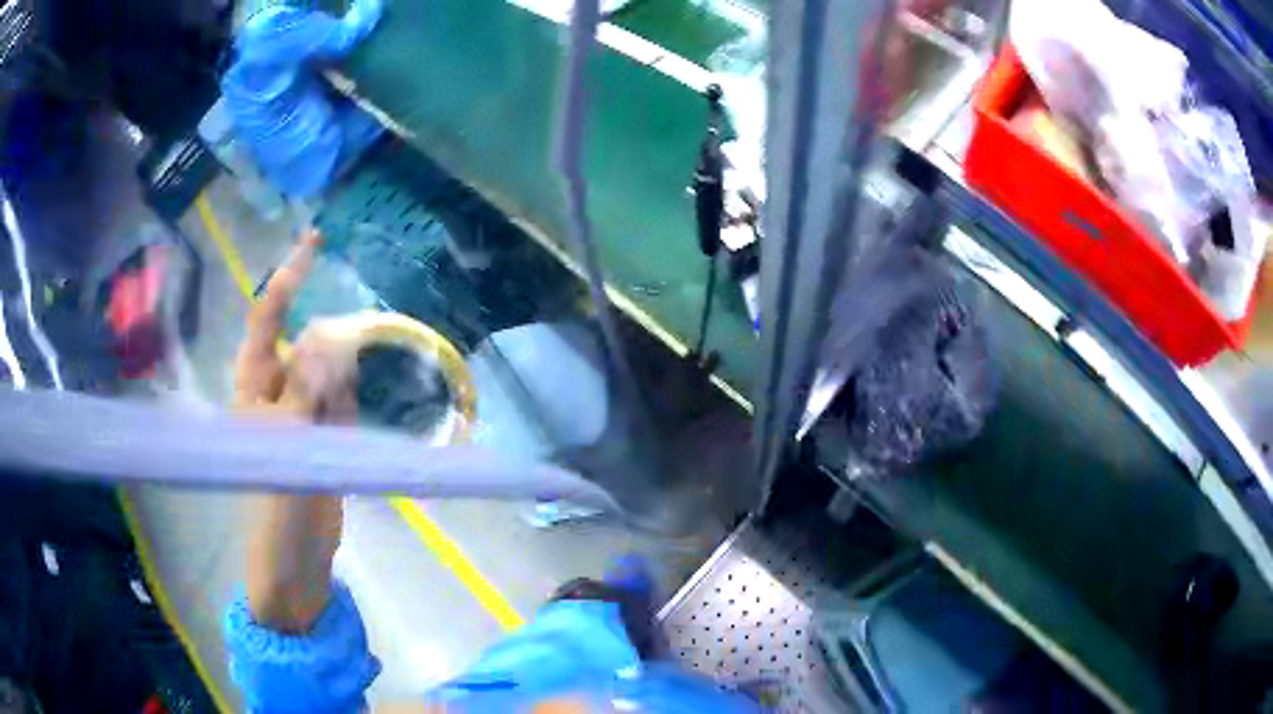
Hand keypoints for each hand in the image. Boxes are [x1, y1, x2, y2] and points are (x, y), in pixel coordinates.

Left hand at [235, 229, 343, 632]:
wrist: (295, 557)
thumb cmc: (275, 504)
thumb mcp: (286, 441)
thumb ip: (306, 387)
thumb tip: (327, 332)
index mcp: (254, 383)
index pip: (268, 317)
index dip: (289, 277)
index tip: (316, 240)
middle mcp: (275, 389)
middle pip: (304, 342)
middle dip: (328, 339)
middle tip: (350, 356)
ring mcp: (301, 413)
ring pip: (327, 371)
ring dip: (342, 374)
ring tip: (339, 417)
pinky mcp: (324, 436)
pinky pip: (341, 401)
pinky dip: (350, 401)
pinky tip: (349, 425)